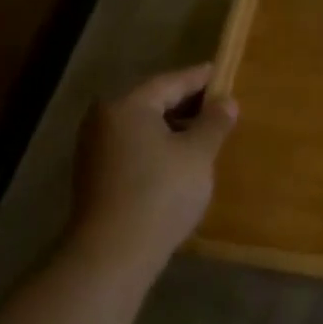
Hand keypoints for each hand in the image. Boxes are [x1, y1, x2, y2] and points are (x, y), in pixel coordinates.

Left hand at [70, 64, 236, 270]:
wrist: (114, 251)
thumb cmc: (161, 192)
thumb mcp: (197, 154)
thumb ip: (214, 123)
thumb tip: (227, 102)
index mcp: (127, 106)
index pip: (170, 82)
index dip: (199, 78)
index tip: (221, 71)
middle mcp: (104, 120)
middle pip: (152, 103)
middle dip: (186, 104)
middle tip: (218, 104)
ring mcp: (95, 150)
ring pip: (142, 128)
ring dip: (173, 129)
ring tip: (204, 134)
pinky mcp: (96, 177)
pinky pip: (134, 149)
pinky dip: (158, 148)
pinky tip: (179, 161)